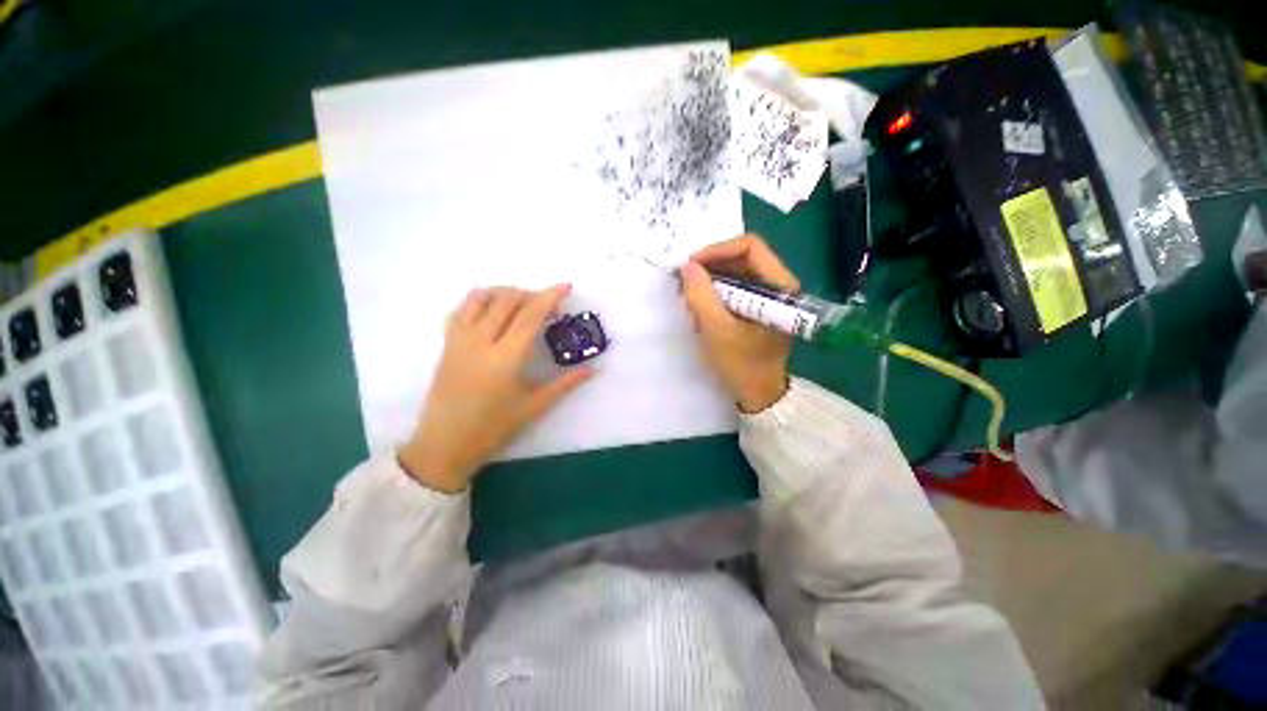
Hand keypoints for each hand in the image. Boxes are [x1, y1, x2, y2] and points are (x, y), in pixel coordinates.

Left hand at [398, 285, 591, 492]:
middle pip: (508, 300)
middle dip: (532, 294)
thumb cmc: (493, 428)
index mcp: (506, 358)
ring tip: (522, 303)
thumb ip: (565, 384)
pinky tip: (493, 310)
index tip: (565, 287)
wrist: (445, 444)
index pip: (531, 316)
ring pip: (482, 298)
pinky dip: (481, 300)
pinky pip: (462, 308)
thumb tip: (593, 370)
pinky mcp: (447, 343)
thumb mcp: (534, 407)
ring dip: (506, 292)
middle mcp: (481, 341)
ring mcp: (460, 340)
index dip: (550, 297)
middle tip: (548, 305)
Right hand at [681, 234, 797, 412]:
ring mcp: (768, 297)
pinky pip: (735, 289)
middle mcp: (778, 285)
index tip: (691, 266)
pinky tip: (701, 307)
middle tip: (686, 281)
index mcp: (780, 286)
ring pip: (737, 273)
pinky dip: (715, 293)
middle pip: (742, 257)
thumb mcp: (716, 329)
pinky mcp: (758, 308)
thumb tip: (687, 266)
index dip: (717, 250)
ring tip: (690, 296)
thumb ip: (700, 295)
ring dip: (711, 281)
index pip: (750, 246)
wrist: (759, 395)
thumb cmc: (742, 364)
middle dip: (711, 266)